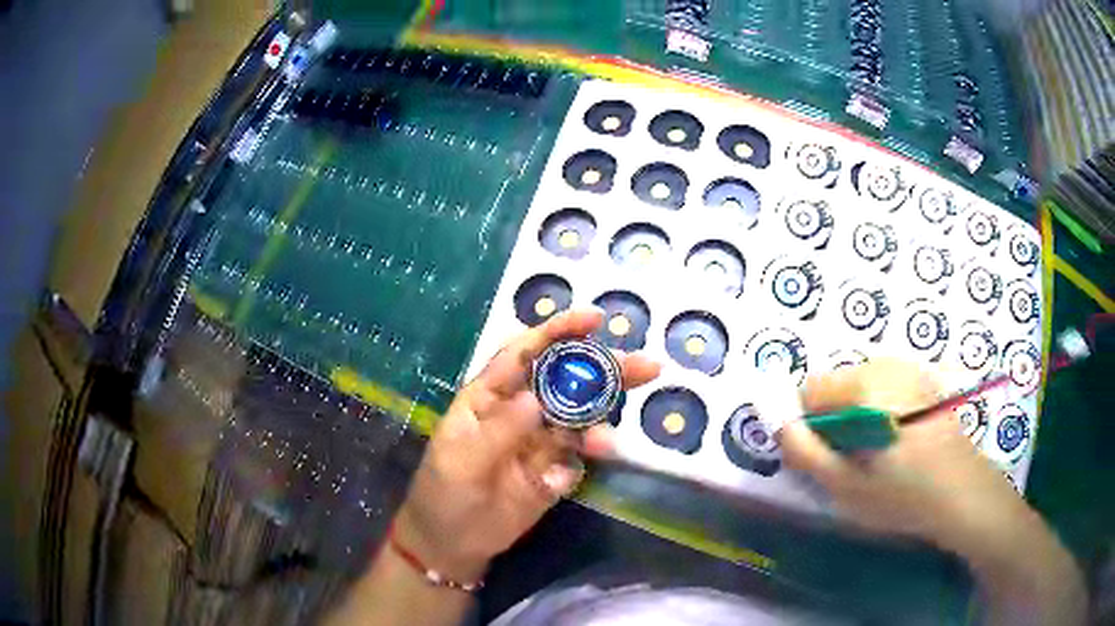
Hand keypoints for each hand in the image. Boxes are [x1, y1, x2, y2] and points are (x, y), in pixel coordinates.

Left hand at [393, 309, 659, 580]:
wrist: (453, 544)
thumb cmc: (444, 493)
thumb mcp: (462, 460)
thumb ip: (500, 430)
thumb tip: (537, 398)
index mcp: (490, 396)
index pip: (526, 353)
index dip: (558, 332)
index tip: (596, 320)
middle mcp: (521, 411)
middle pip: (565, 381)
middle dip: (602, 370)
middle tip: (644, 366)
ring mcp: (540, 441)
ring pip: (580, 418)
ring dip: (601, 418)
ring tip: (606, 441)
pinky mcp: (555, 472)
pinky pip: (578, 457)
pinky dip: (588, 457)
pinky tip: (579, 467)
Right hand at [781, 360, 1086, 624]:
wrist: (964, 493)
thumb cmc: (903, 496)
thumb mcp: (844, 486)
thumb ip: (803, 450)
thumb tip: (777, 420)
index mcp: (866, 385)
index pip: (809, 389)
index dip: (809, 426)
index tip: (827, 458)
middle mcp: (887, 364)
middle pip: (836, 386)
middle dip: (834, 421)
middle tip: (855, 462)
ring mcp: (910, 368)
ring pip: (859, 387)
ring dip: (857, 417)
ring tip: (879, 455)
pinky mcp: (925, 378)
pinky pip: (884, 388)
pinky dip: (880, 411)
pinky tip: (900, 442)